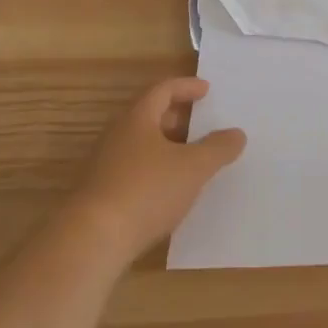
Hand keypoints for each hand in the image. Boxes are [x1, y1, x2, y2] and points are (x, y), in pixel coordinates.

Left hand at [72, 78, 245, 261]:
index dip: (186, 87)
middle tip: (201, 123)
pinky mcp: (99, 195)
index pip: (162, 90)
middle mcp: (117, 135)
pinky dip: (154, 171)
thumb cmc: (146, 191)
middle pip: (149, 116)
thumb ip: (218, 148)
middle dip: (176, 117)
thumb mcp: (193, 168)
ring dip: (165, 147)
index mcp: (138, 118)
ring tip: (190, 159)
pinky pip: (132, 171)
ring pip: (140, 145)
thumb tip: (237, 134)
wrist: (91, 241)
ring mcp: (104, 166)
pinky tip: (169, 192)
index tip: (206, 90)